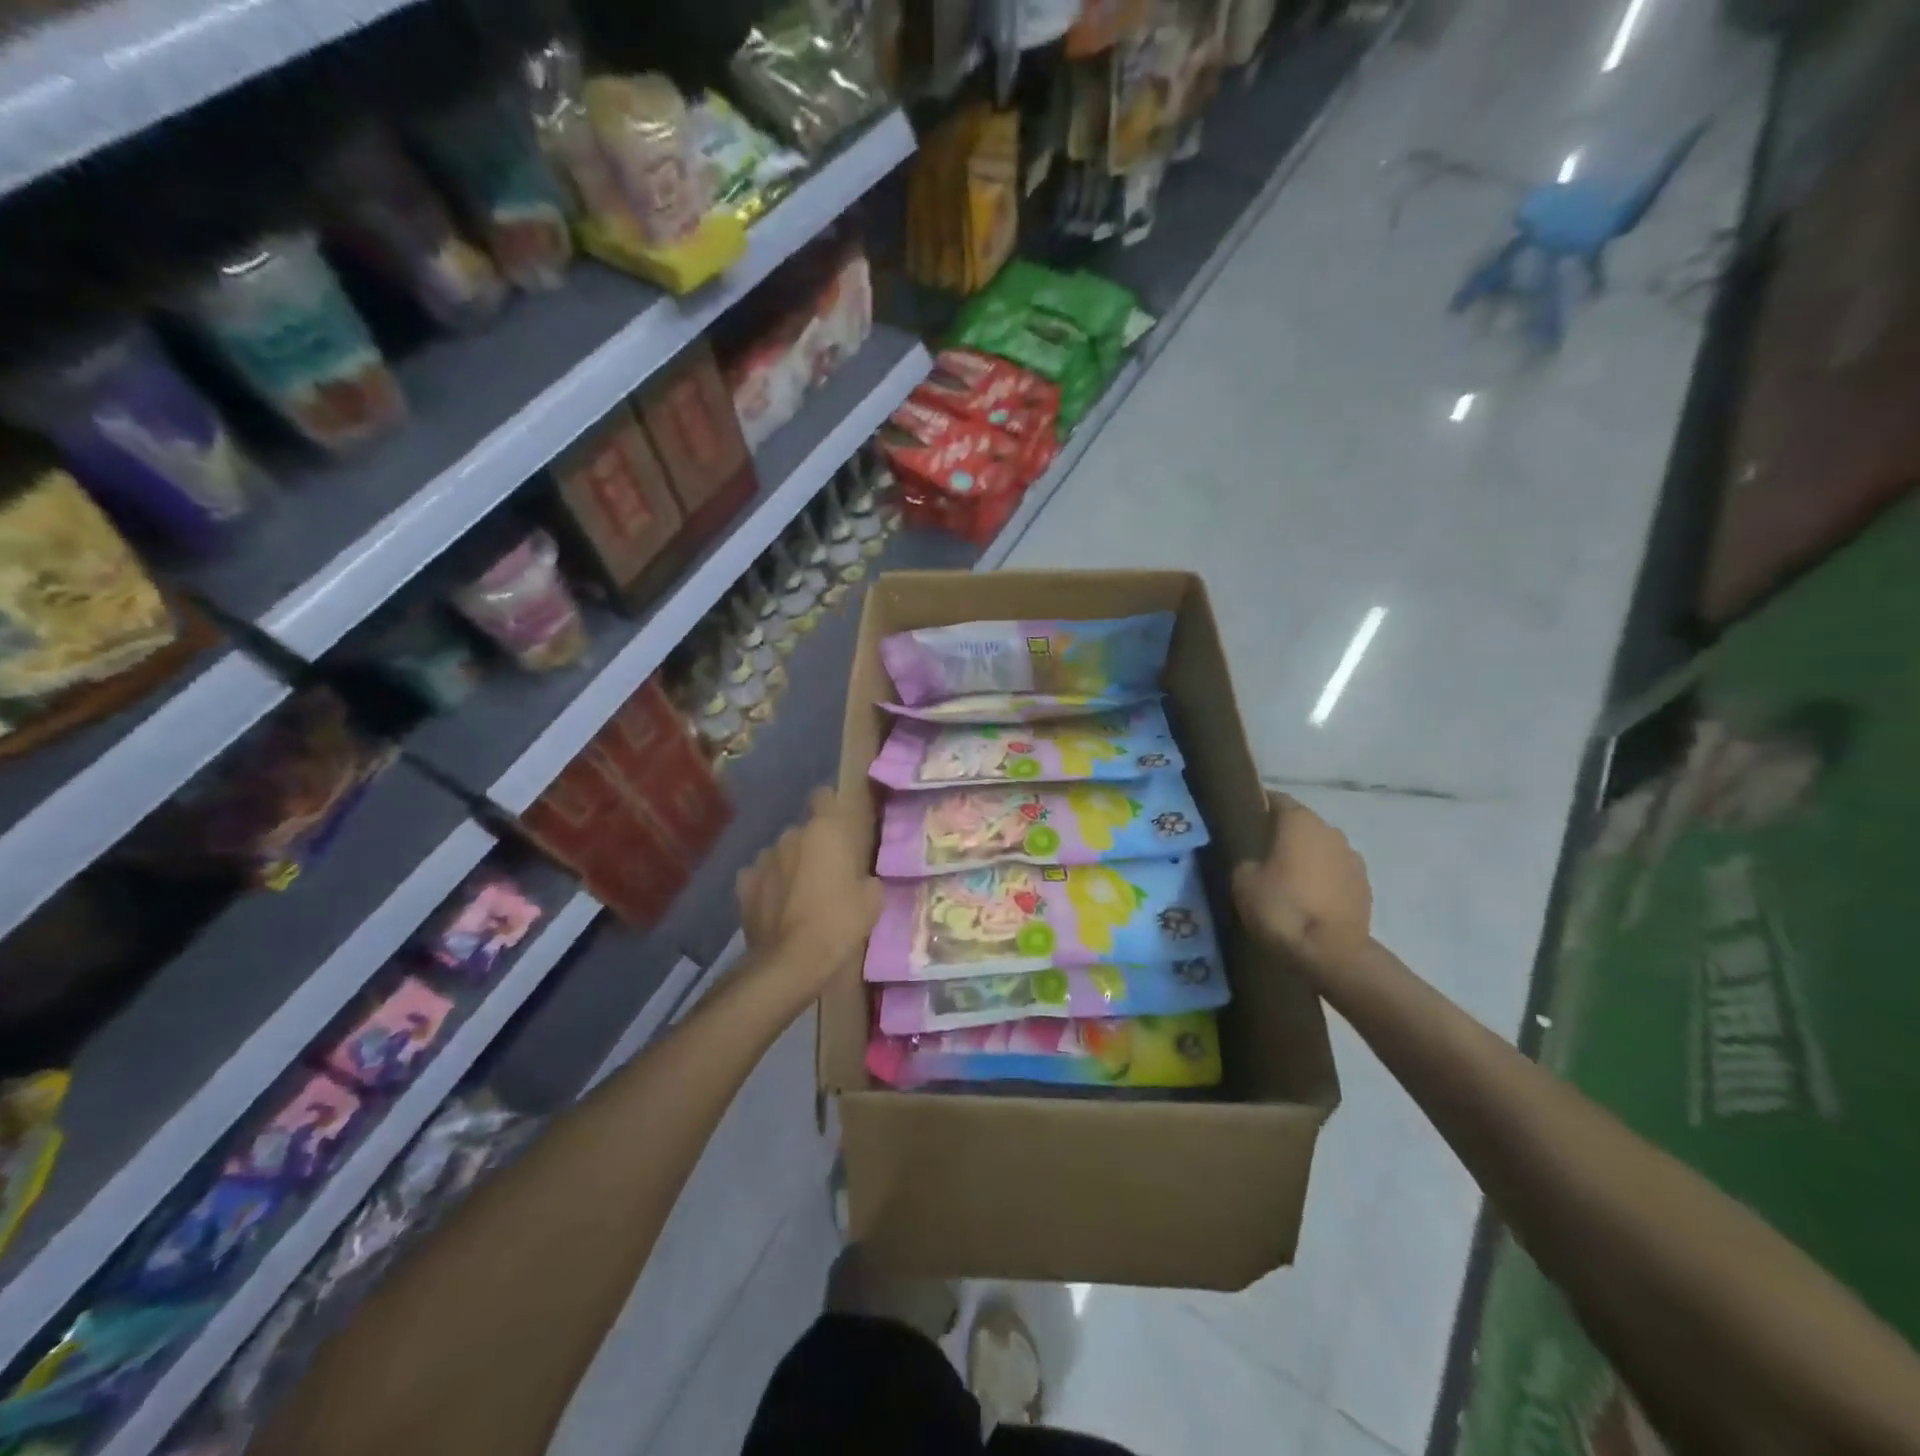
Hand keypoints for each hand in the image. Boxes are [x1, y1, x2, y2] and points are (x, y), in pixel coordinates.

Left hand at [736, 787, 883, 993]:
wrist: (790, 961)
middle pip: (803, 831)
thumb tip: (862, 879)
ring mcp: (762, 859)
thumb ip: (867, 879)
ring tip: (800, 895)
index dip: (831, 808)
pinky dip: (768, 886)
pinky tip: (777, 906)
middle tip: (827, 874)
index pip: (824, 796)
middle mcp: (790, 836)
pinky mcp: (743, 885)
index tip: (841, 827)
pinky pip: (760, 877)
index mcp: (824, 831)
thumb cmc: (838, 922)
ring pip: (780, 854)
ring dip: (790, 866)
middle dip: (813, 846)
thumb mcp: (872, 901)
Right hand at [1232, 792, 1371, 958]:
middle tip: (1259, 855)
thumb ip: (1246, 860)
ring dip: (1305, 858)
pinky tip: (1308, 900)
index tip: (1242, 822)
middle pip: (1300, 824)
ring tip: (1285, 881)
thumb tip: (1254, 860)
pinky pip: (1335, 873)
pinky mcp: (1365, 886)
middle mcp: (1330, 830)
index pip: (1275, 799)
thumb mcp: (1243, 881)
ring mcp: (1352, 858)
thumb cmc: (1282, 908)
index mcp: (1299, 821)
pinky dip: (1322, 880)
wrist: (1332, 954)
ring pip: (1320, 849)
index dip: (1257, 808)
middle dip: (1282, 835)